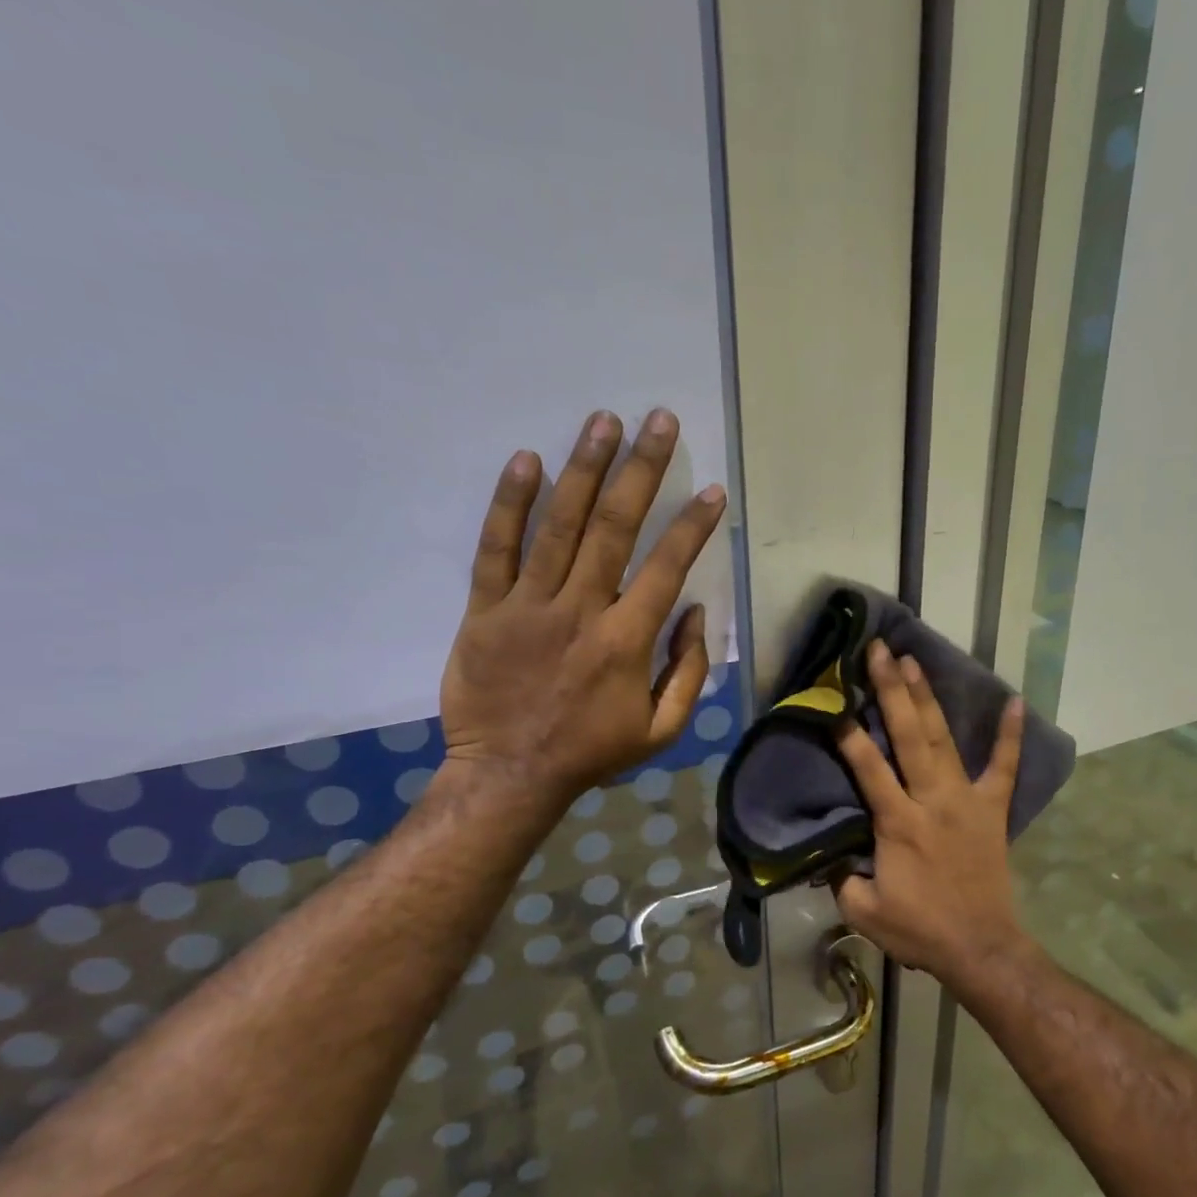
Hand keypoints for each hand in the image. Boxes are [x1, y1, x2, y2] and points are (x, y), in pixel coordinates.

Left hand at [436, 407, 726, 812]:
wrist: (510, 775)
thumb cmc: (591, 752)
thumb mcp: (661, 729)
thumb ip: (686, 671)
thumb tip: (693, 613)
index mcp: (626, 641)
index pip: (666, 568)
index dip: (692, 526)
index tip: (711, 491)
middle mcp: (580, 611)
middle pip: (614, 528)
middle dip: (641, 470)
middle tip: (657, 421)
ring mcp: (528, 606)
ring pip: (559, 526)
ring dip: (584, 469)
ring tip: (603, 422)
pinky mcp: (485, 611)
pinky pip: (496, 550)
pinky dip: (510, 505)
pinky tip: (527, 461)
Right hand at [834, 641, 1030, 979]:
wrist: (980, 947)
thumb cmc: (919, 929)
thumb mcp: (863, 911)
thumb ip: (840, 877)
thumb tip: (824, 851)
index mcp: (898, 823)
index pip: (868, 768)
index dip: (849, 736)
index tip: (834, 704)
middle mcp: (932, 800)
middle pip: (909, 736)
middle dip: (891, 691)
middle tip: (879, 652)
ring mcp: (967, 800)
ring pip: (944, 740)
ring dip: (929, 699)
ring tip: (915, 661)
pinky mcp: (993, 809)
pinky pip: (1005, 767)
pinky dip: (1009, 735)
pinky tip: (1014, 700)